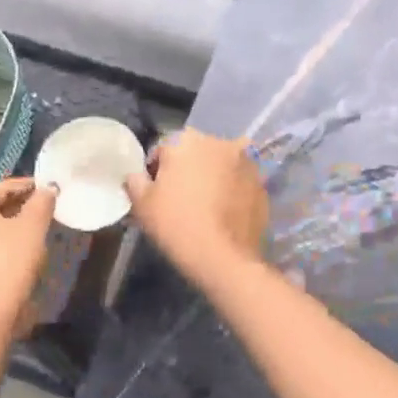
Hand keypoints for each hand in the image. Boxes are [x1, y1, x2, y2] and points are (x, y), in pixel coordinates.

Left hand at [0, 178, 56, 329]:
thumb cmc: (10, 260)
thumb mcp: (33, 227)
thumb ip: (41, 202)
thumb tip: (47, 189)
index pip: (2, 187)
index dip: (28, 186)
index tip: (48, 189)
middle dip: (18, 205)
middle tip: (43, 208)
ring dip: (8, 223)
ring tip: (34, 228)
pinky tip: (17, 248)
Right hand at [125, 129, 266, 284]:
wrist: (224, 258)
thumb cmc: (176, 224)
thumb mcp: (142, 204)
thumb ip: (135, 182)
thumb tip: (136, 175)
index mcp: (186, 140)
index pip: (163, 149)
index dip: (155, 172)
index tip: (155, 194)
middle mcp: (219, 142)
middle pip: (195, 153)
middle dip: (187, 170)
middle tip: (179, 200)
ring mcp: (246, 162)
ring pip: (220, 166)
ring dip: (212, 178)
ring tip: (205, 207)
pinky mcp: (262, 184)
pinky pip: (239, 183)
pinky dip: (232, 192)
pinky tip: (224, 214)